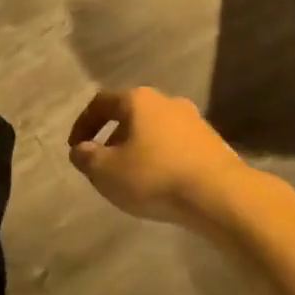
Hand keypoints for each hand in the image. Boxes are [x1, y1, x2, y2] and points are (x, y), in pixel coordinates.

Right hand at [67, 87, 247, 230]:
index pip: (101, 102)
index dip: (83, 124)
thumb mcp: (107, 172)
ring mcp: (193, 119)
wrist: (219, 194)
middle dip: (112, 137)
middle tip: (102, 163)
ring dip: (138, 148)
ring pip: (154, 129)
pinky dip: (160, 157)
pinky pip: (175, 145)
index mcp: (138, 100)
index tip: (75, 148)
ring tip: (131, 176)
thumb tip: (80, 150)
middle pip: (130, 114)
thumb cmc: (155, 176)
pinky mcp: (211, 141)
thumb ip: (86, 158)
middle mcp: (166, 101)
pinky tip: (160, 182)